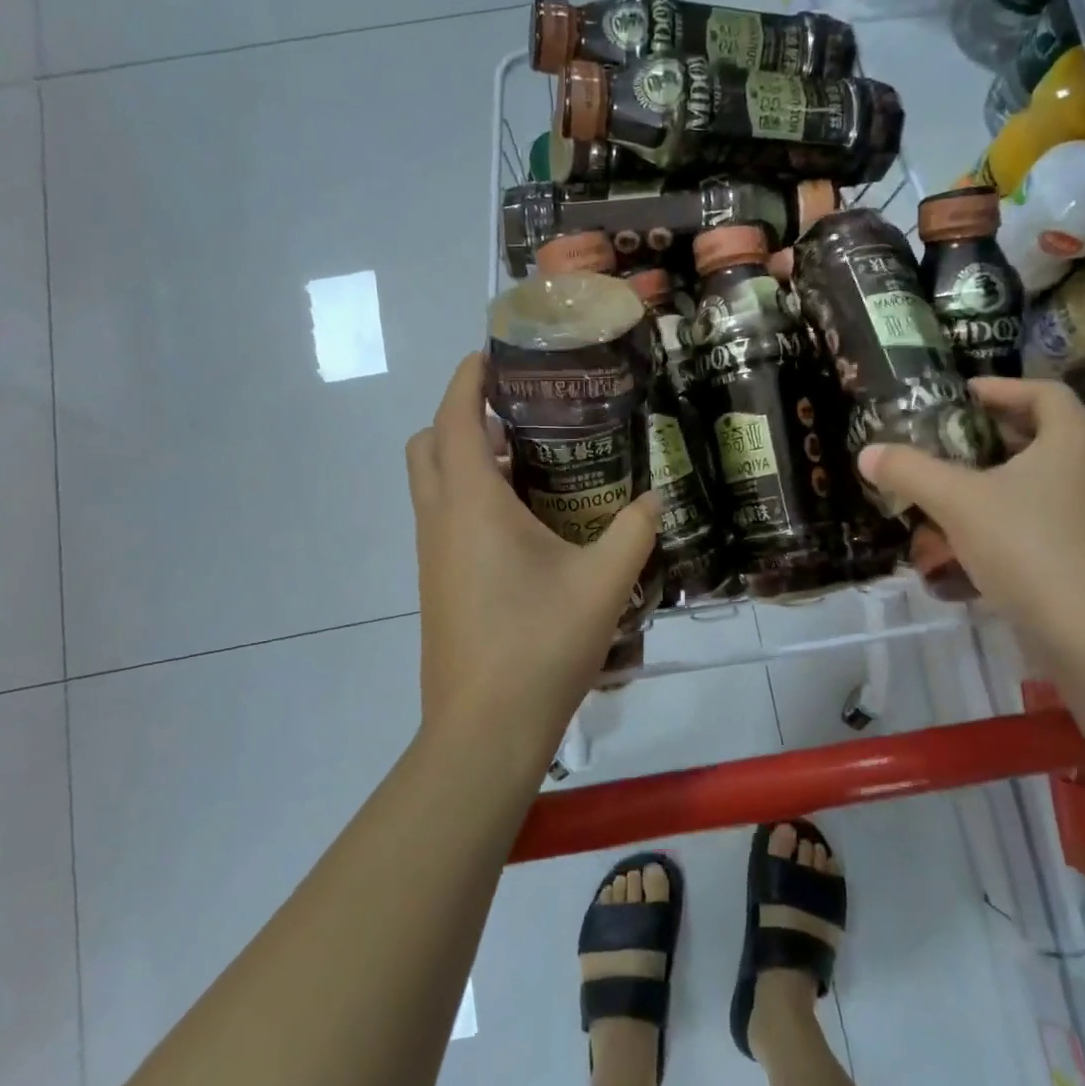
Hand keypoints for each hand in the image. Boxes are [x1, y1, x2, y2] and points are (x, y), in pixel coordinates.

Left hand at [405, 354, 658, 771]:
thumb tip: (656, 498)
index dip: (468, 379)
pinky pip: (444, 518)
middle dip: (461, 416)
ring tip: (529, 463)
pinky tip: (524, 524)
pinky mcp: (437, 583)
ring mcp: (432, 555)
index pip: (454, 417)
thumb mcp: (603, 583)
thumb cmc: (539, 645)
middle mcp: (440, 520)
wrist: (484, 730)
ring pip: (433, 483)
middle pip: (428, 444)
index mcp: (472, 504)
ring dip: (465, 459)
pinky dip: (470, 498)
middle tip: (517, 416)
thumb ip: (634, 531)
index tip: (494, 355)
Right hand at [858, 378, 1084, 641]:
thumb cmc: (1028, 545)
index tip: (963, 395)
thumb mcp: (957, 502)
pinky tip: (967, 547)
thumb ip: (910, 472)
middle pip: (1040, 438)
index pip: (1043, 392)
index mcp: (1072, 440)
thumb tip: (867, 453)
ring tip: (948, 496)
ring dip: (993, 486)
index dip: (1001, 388)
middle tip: (947, 444)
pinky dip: (1005, 524)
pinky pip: (1042, 523)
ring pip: (1038, 485)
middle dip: (989, 440)